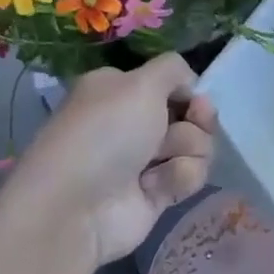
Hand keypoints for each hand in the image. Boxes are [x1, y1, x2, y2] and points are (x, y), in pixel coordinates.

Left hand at [6, 53, 216, 268]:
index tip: (196, 100)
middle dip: (196, 121)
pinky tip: (152, 186)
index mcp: (120, 90)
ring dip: (187, 150)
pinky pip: (189, 176)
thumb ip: (172, 69)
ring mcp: (144, 159)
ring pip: (196, 145)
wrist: (77, 205)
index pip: (171, 84)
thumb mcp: (140, 82)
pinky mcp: (155, 193)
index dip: (190, 91)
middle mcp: (132, 121)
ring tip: (159, 161)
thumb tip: (189, 83)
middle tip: (190, 124)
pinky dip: (178, 178)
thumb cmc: (107, 132)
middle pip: (190, 115)